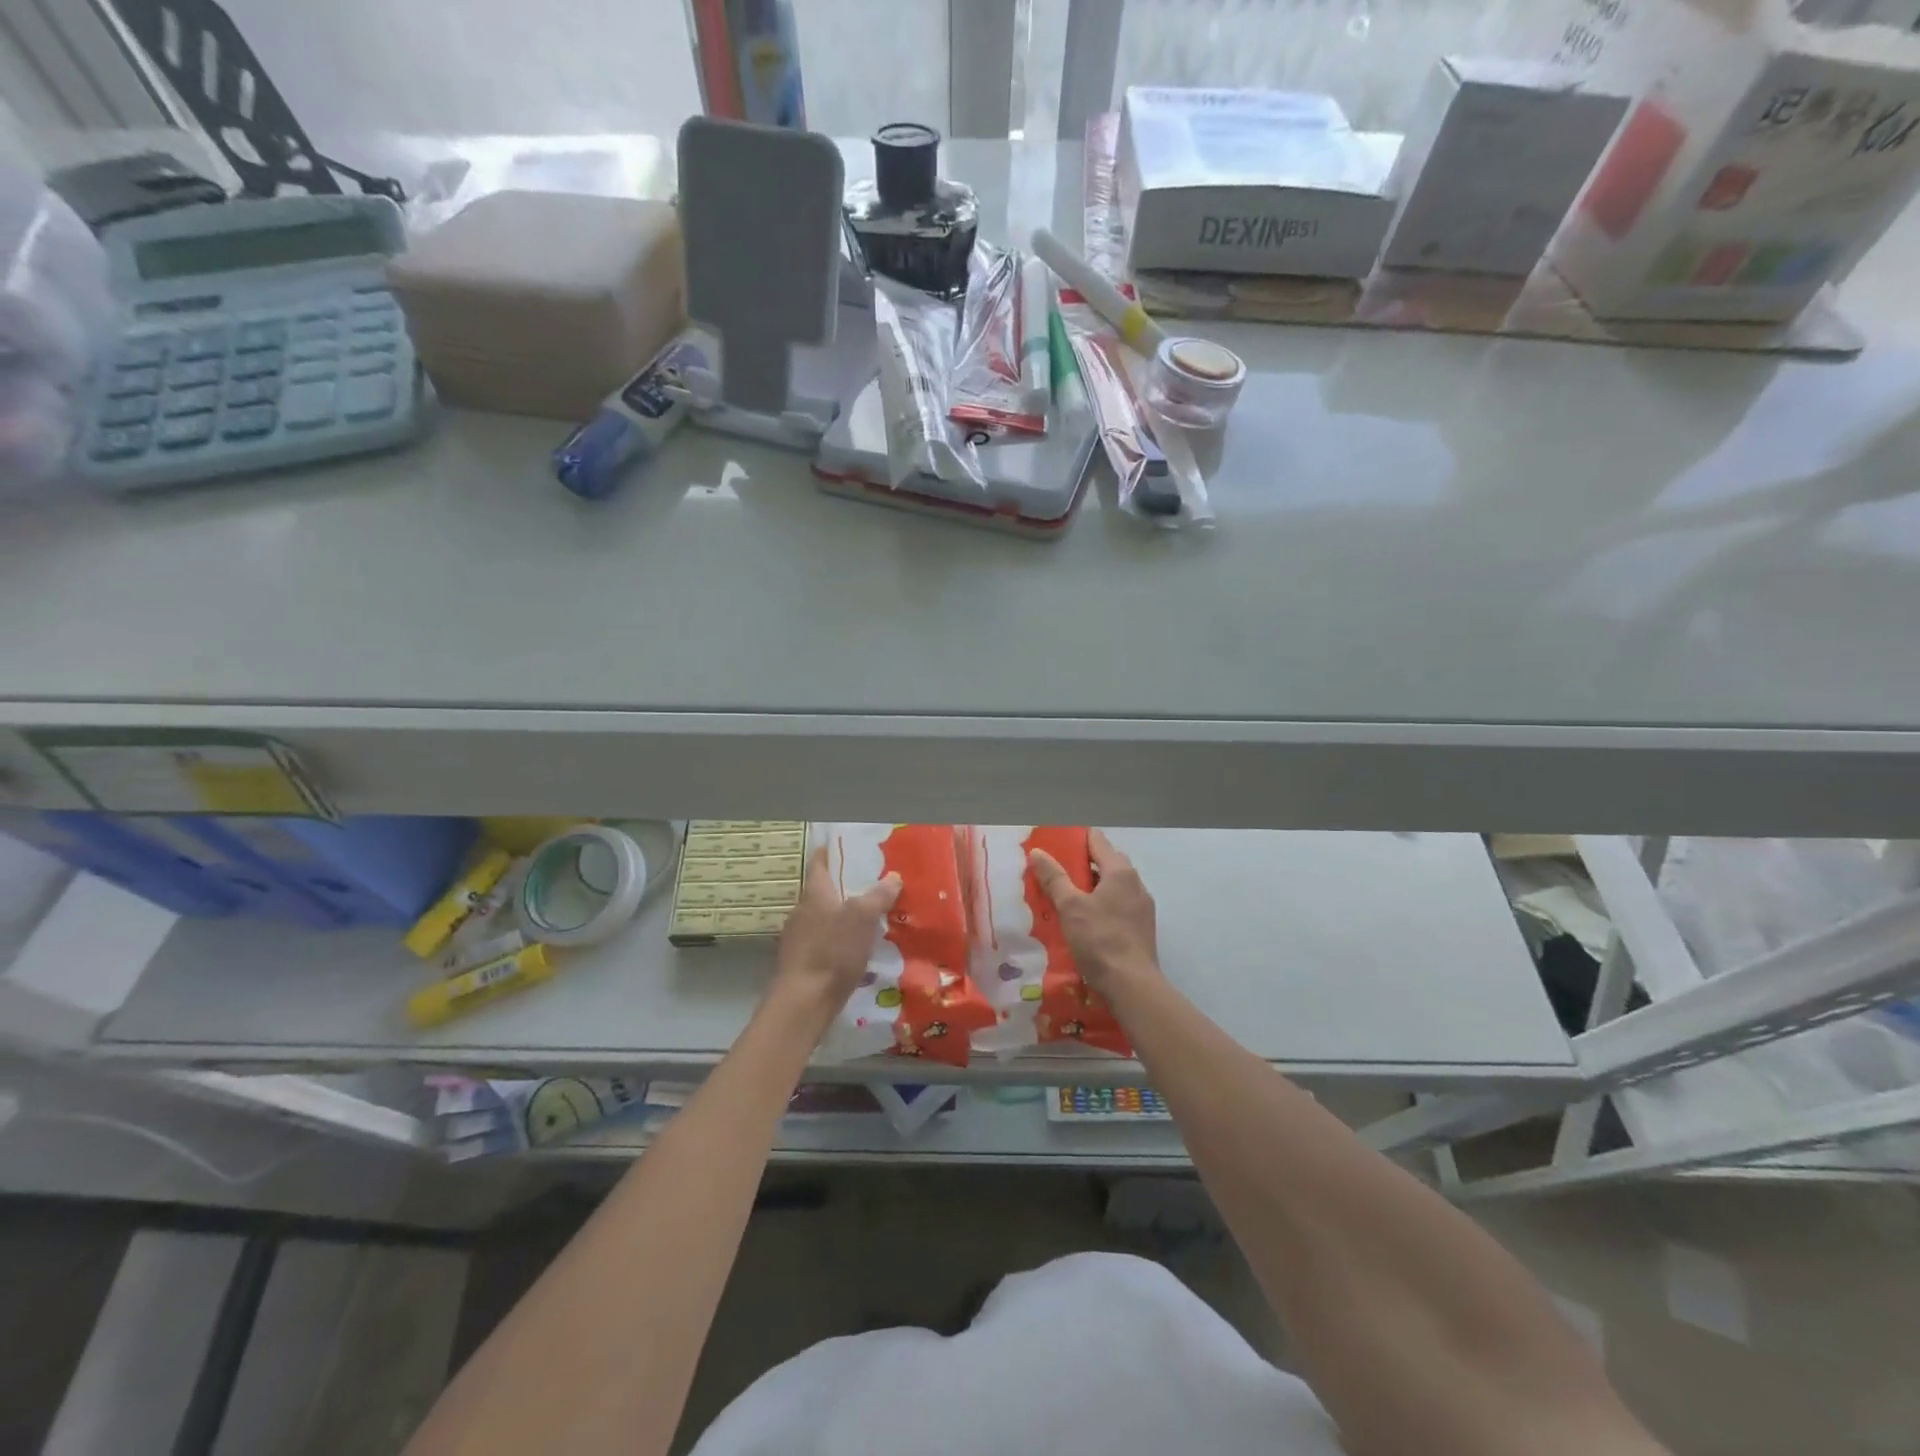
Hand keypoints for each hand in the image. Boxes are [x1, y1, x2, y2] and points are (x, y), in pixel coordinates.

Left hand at [771, 847, 901, 1018]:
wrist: (804, 1002)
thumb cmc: (833, 951)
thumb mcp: (863, 918)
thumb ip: (878, 895)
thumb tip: (893, 876)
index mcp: (814, 893)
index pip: (819, 862)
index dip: (832, 851)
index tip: (849, 847)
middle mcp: (802, 911)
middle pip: (824, 891)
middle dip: (845, 886)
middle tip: (872, 884)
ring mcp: (798, 938)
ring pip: (824, 918)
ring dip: (843, 916)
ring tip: (870, 918)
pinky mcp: (802, 962)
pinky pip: (824, 942)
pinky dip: (839, 940)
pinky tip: (856, 951)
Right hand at [1028, 829, 1161, 993]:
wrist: (1132, 985)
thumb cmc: (1099, 939)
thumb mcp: (1070, 907)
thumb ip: (1054, 877)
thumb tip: (1038, 852)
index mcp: (1120, 871)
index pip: (1096, 840)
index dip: (1073, 840)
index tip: (1053, 847)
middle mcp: (1136, 883)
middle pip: (1105, 862)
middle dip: (1079, 865)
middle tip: (1053, 873)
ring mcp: (1141, 906)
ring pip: (1111, 886)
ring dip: (1089, 887)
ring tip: (1064, 897)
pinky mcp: (1141, 927)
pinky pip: (1117, 905)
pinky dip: (1100, 905)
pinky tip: (1084, 920)